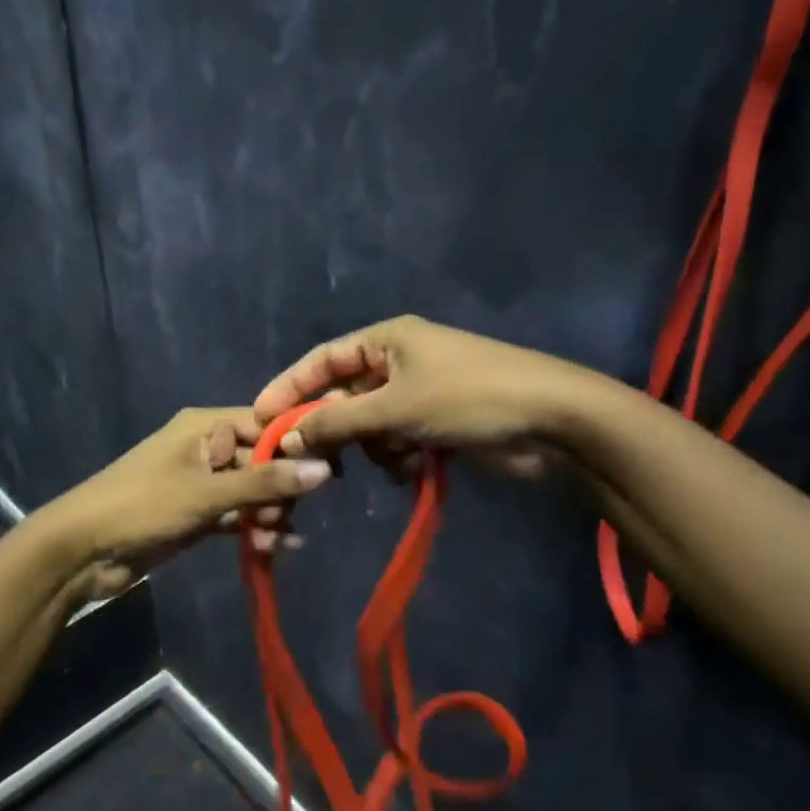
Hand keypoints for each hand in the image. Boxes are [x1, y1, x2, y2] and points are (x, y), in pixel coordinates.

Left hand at [46, 407, 333, 597]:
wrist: (80, 551)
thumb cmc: (141, 506)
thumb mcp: (206, 494)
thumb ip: (265, 483)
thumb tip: (325, 470)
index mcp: (203, 426)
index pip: (264, 425)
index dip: (296, 446)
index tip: (329, 471)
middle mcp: (204, 447)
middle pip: (261, 461)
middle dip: (279, 491)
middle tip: (285, 520)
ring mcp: (200, 482)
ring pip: (251, 492)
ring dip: (267, 516)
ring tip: (273, 543)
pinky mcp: (196, 512)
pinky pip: (236, 514)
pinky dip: (252, 529)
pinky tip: (273, 549)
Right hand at [253, 315, 578, 476]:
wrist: (550, 420)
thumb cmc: (469, 398)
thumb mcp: (396, 408)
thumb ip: (338, 422)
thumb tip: (287, 438)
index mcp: (387, 340)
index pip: (322, 360)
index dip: (288, 386)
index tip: (258, 416)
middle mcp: (399, 361)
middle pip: (344, 396)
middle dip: (333, 428)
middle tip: (311, 461)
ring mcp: (419, 393)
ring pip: (369, 424)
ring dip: (372, 447)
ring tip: (391, 460)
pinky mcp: (436, 423)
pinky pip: (396, 440)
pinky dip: (397, 457)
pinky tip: (411, 470)